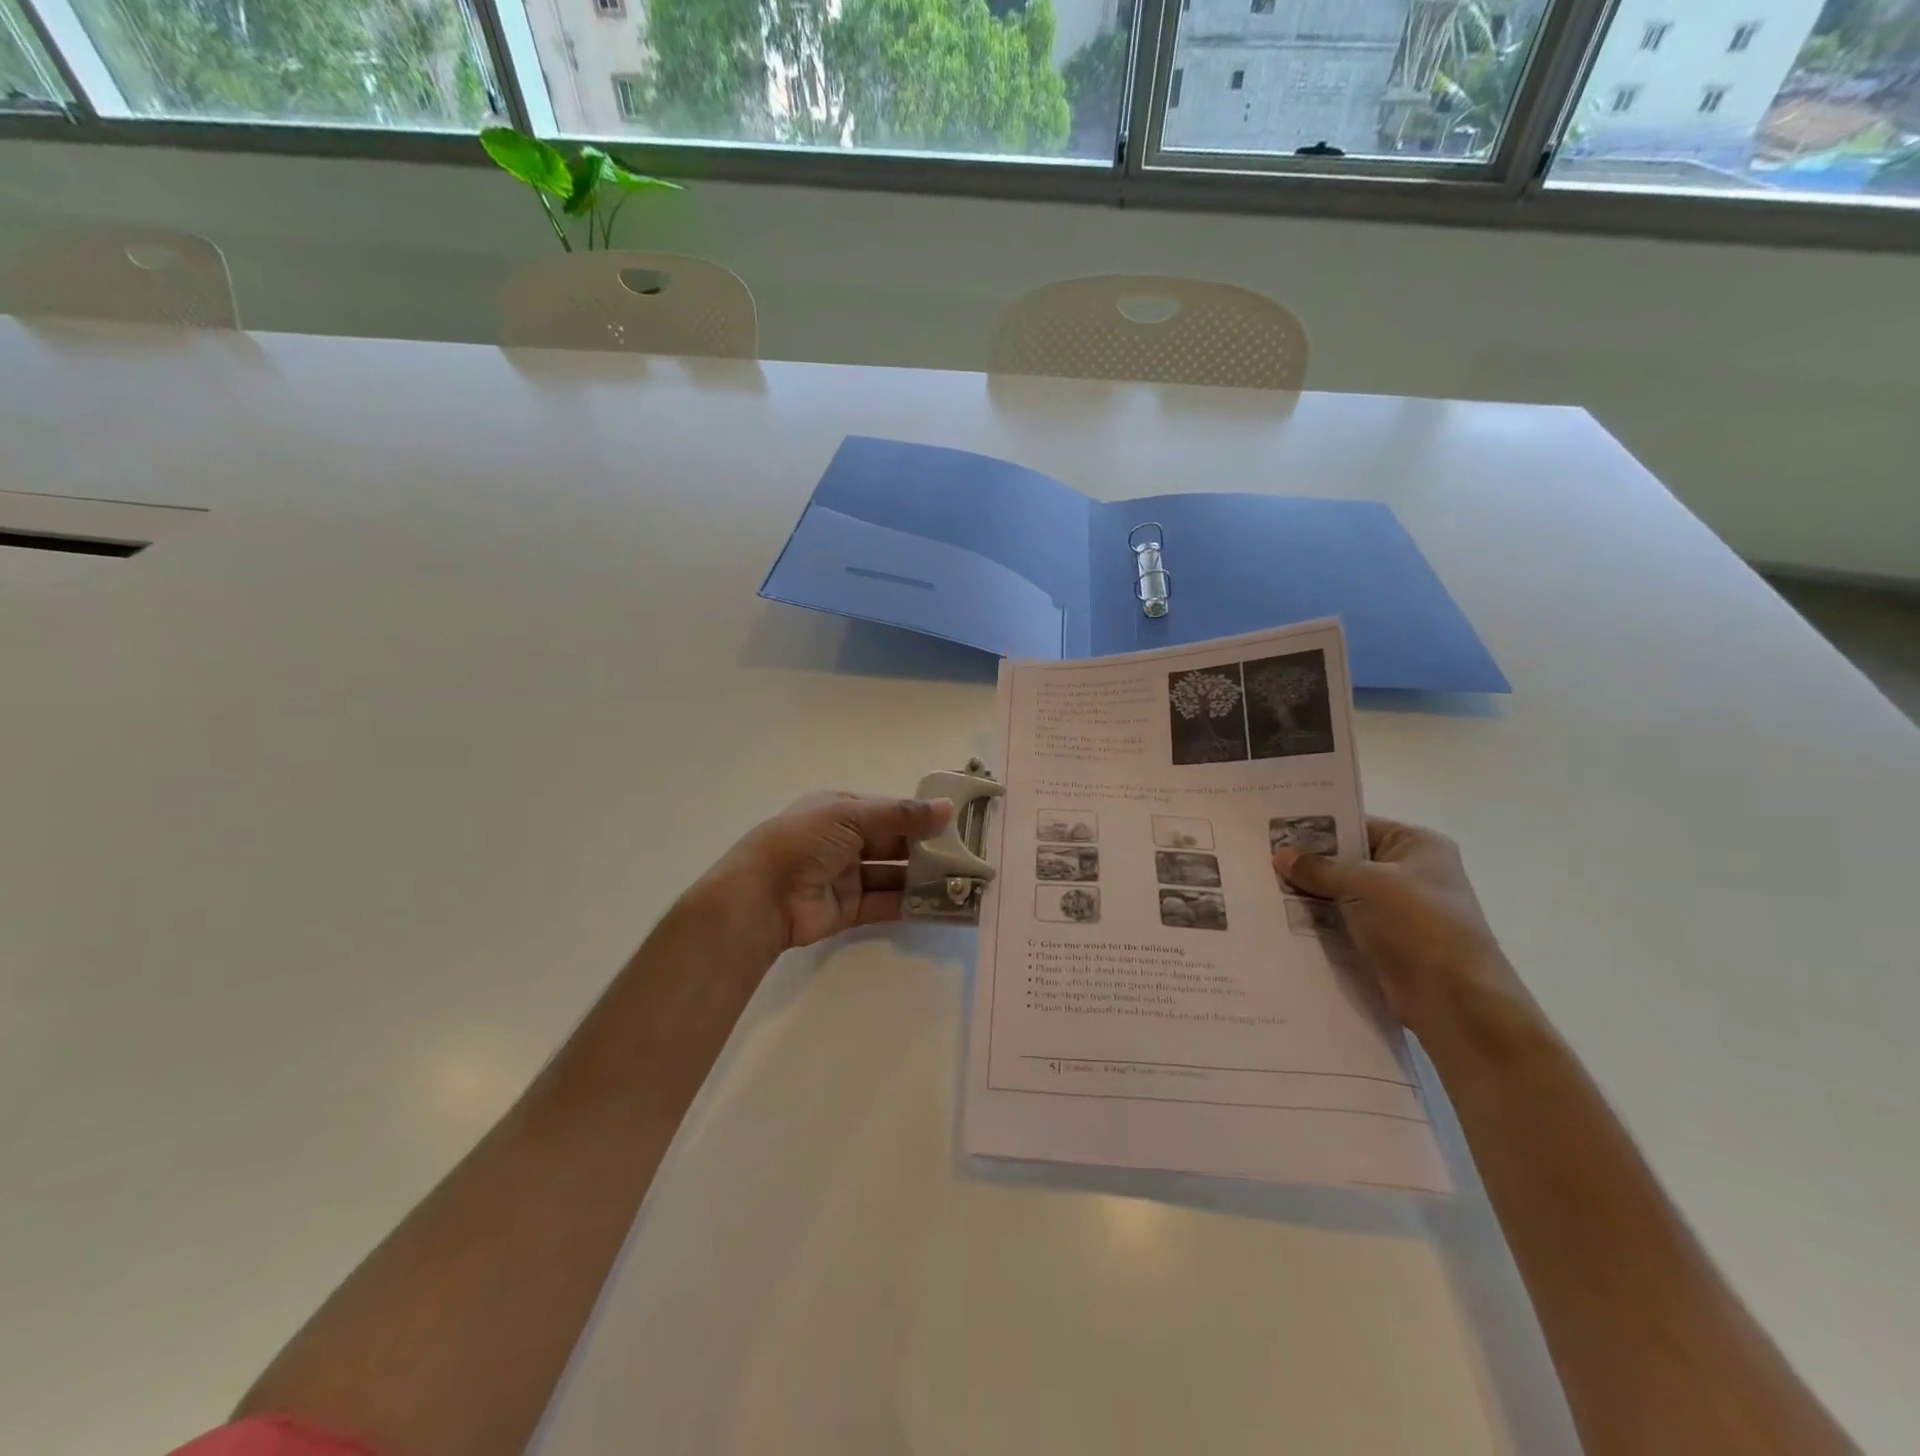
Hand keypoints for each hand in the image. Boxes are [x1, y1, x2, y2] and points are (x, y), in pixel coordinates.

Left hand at [692, 793, 955, 962]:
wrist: (762, 895)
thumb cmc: (804, 841)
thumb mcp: (851, 816)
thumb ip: (901, 816)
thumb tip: (948, 808)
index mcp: (842, 810)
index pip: (890, 811)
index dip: (921, 817)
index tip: (957, 823)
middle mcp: (846, 841)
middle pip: (895, 844)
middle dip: (927, 849)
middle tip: (966, 856)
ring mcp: (847, 876)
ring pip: (894, 875)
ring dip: (923, 878)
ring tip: (961, 881)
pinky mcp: (849, 909)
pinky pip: (886, 903)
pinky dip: (912, 904)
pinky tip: (940, 905)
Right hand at [1272, 817, 1531, 1041]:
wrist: (1454, 1000)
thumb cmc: (1417, 924)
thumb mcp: (1363, 884)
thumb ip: (1319, 869)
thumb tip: (1281, 856)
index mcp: (1417, 845)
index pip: (1357, 825)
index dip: (1316, 827)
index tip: (1273, 829)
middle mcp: (1410, 873)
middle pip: (1346, 860)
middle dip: (1307, 863)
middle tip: (1259, 858)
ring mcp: (1397, 911)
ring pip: (1340, 894)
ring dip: (1308, 895)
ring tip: (1260, 886)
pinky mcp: (1384, 943)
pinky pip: (1342, 924)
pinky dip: (1317, 923)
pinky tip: (1279, 919)